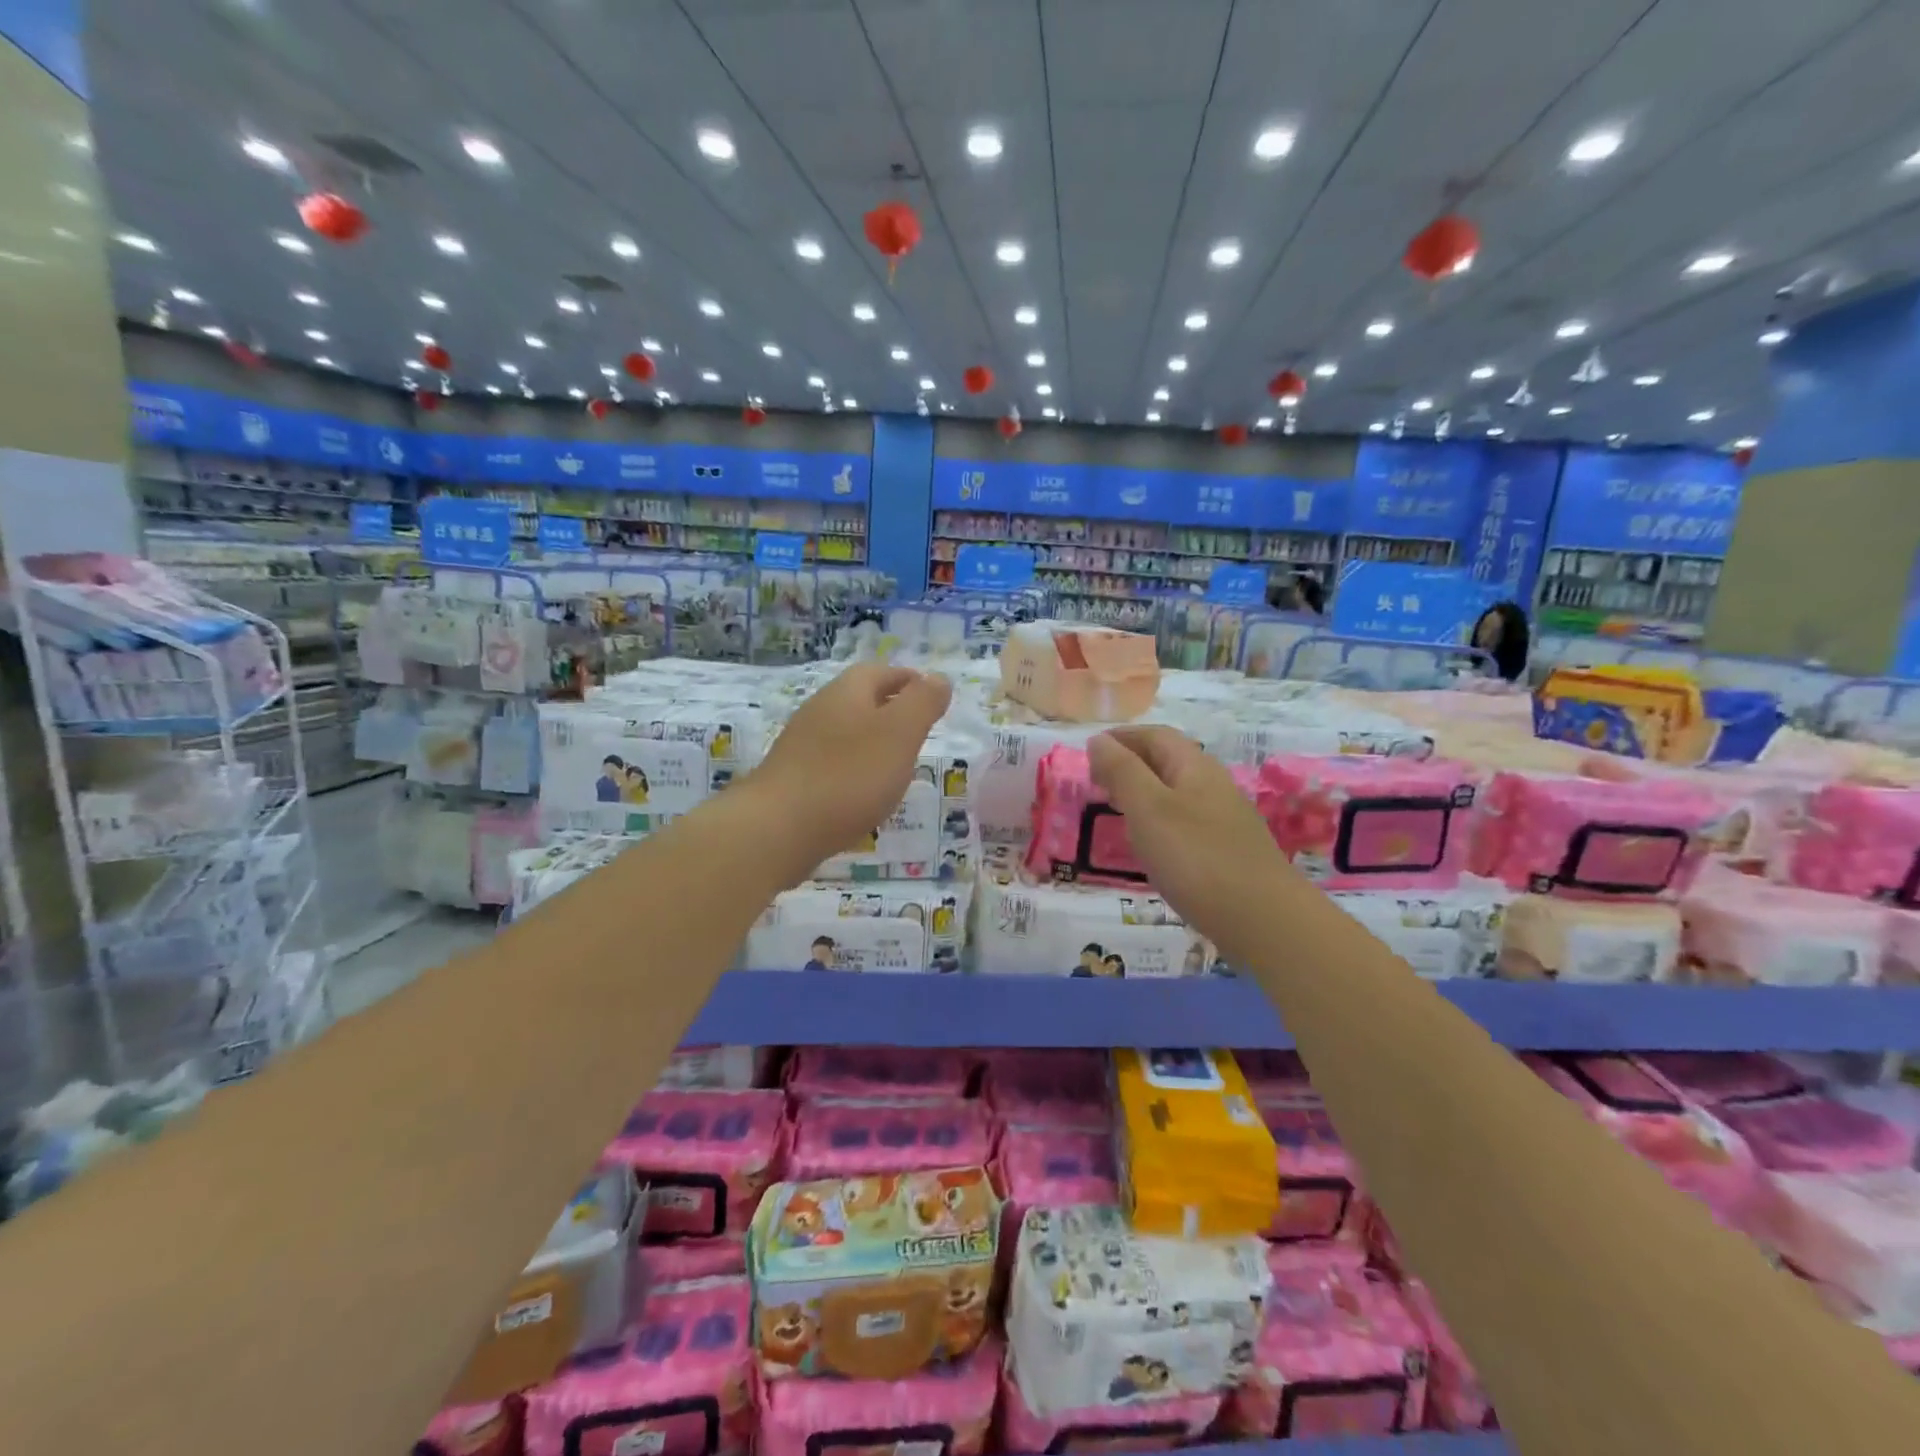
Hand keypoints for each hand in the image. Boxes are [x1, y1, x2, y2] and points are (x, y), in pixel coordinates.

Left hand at [749, 664, 952, 873]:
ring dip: (874, 743)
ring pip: (847, 733)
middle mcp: (821, 709)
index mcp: (848, 691)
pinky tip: (865, 795)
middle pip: (862, 700)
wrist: (777, 829)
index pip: (884, 672)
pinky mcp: (793, 778)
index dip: (912, 681)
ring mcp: (802, 744)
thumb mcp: (900, 733)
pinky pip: (833, 763)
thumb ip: (923, 702)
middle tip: (921, 733)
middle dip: (893, 711)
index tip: (934, 700)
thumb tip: (938, 678)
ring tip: (899, 766)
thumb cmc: (849, 775)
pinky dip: (855, 771)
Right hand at [1088, 726, 1291, 946]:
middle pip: (1168, 761)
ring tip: (1116, 811)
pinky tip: (1150, 846)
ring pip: (1176, 793)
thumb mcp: (1148, 809)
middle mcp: (1213, 786)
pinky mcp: (1226, 851)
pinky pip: (1185, 822)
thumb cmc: (1197, 858)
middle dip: (1130, 763)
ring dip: (1143, 793)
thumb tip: (1098, 740)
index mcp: (1194, 767)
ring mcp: (1223, 820)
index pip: (1155, 736)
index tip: (1089, 751)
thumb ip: (1122, 772)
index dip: (1122, 737)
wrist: (1263, 920)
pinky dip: (1159, 822)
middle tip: (1096, 782)